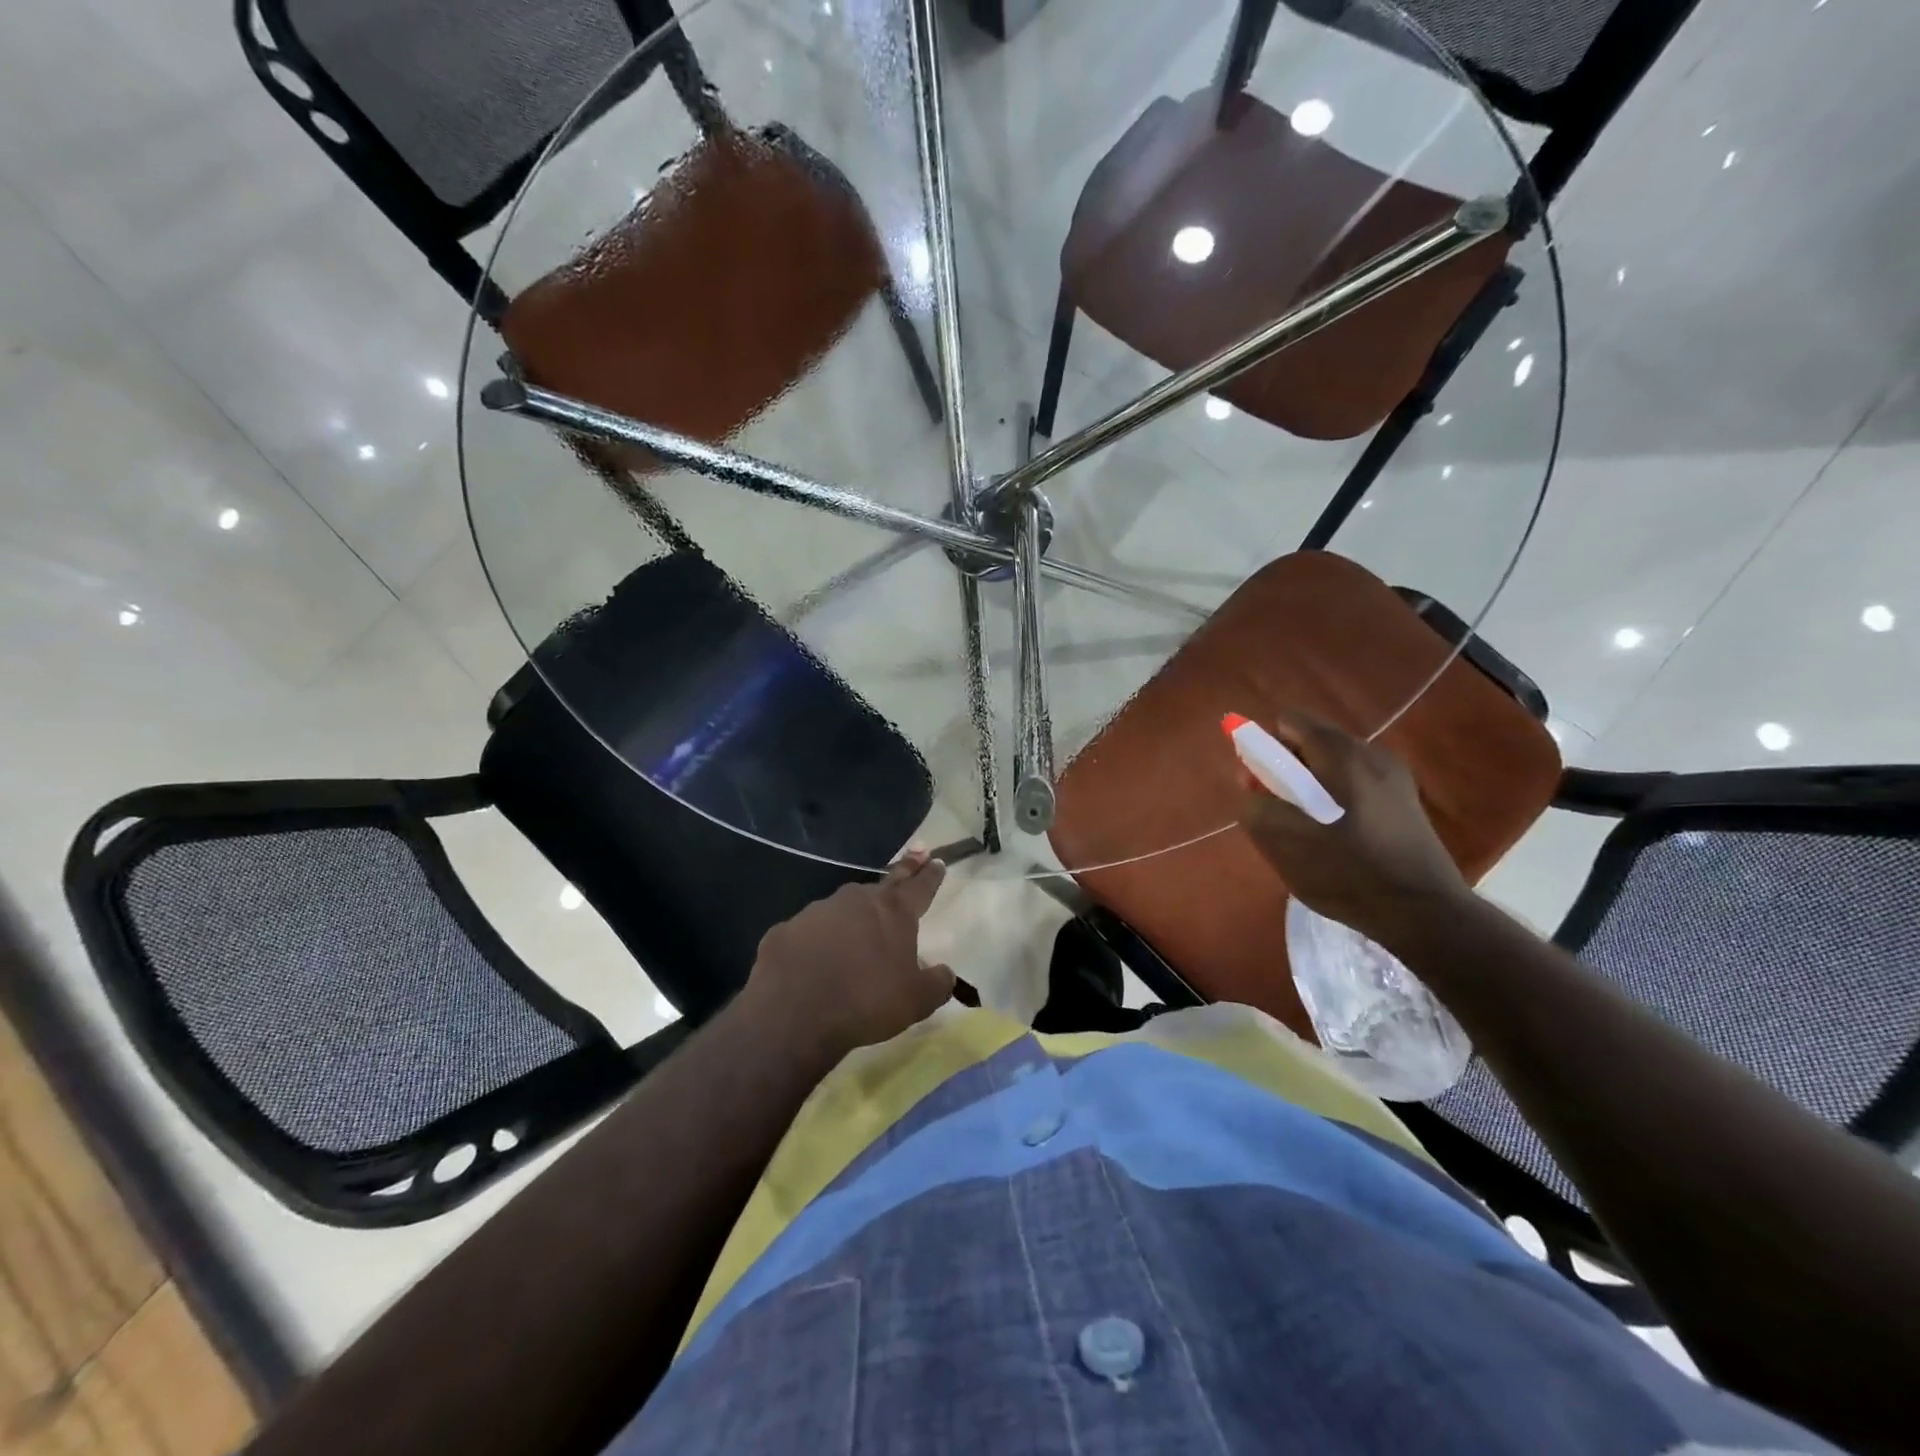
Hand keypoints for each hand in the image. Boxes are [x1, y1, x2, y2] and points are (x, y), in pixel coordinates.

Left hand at [742, 850, 952, 1063]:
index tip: (937, 861)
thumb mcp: (916, 1001)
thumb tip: (946, 973)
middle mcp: (857, 900)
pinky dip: (818, 939)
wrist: (793, 1015)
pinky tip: (816, 957)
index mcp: (894, 912)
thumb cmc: (866, 1002)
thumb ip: (937, 984)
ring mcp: (818, 911)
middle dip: (904, 868)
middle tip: (916, 852)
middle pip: (886, 881)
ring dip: (856, 911)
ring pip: (845, 905)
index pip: (920, 886)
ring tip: (861, 926)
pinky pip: (810, 931)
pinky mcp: (787, 929)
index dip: (930, 874)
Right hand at [1238, 712, 1470, 950]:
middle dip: (1286, 771)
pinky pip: (1354, 786)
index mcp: (1341, 754)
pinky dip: (1335, 802)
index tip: (1261, 785)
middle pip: (1311, 743)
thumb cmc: (1348, 872)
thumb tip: (1251, 783)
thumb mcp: (1283, 842)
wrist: (1425, 913)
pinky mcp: (1405, 801)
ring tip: (1310, 833)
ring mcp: (1394, 777)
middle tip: (1281, 814)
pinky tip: (1339, 840)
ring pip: (1332, 767)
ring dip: (1310, 789)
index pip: (1289, 721)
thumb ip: (1255, 805)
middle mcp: (1371, 753)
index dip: (1265, 748)